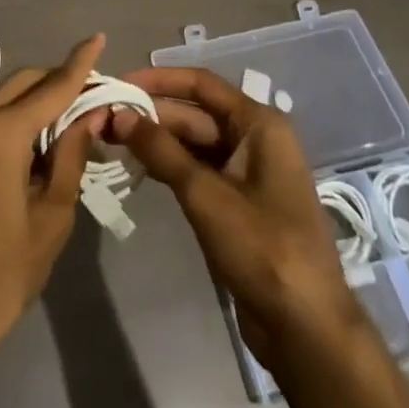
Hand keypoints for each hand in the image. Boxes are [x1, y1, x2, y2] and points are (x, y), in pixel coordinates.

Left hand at [0, 35, 105, 363]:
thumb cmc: (6, 271)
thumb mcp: (53, 213)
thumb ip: (72, 154)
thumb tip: (91, 114)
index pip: (50, 88)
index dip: (79, 65)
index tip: (98, 38)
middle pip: (24, 83)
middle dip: (60, 81)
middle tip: (97, 95)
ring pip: (7, 98)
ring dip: (40, 99)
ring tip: (77, 116)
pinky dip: (20, 118)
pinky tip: (45, 136)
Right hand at [108, 66, 366, 368]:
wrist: (305, 327)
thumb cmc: (262, 248)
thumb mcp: (206, 195)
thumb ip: (161, 151)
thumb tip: (119, 114)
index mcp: (259, 124)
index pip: (202, 84)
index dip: (158, 80)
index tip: (118, 83)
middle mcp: (255, 139)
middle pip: (196, 114)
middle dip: (151, 115)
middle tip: (102, 118)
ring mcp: (248, 173)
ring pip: (195, 144)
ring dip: (157, 142)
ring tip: (110, 140)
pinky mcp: (239, 204)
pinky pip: (199, 172)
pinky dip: (170, 168)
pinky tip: (138, 169)